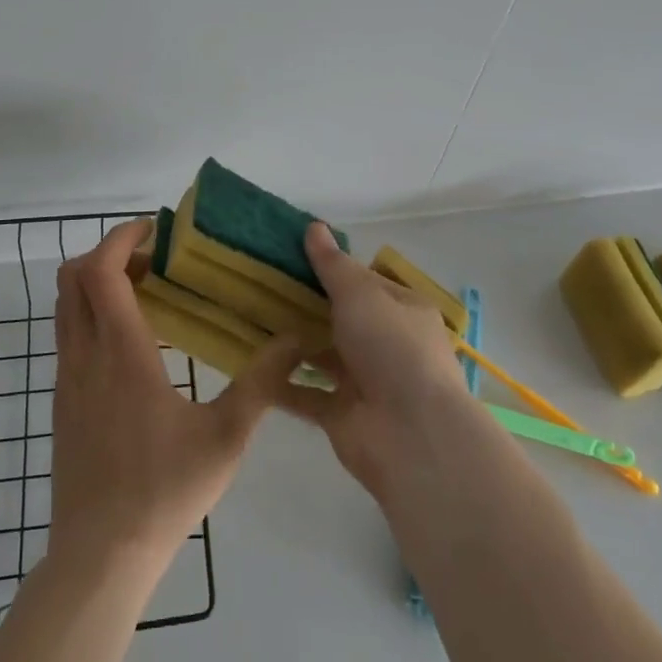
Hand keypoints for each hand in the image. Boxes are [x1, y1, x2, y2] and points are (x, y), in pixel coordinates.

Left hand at [48, 219, 305, 579]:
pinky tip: (132, 343)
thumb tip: (295, 339)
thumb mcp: (226, 437)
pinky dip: (90, 314)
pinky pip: (68, 335)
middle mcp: (84, 355)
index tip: (153, 231)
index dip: (120, 238)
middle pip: (72, 277)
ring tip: (145, 292)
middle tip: (151, 259)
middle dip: (107, 253)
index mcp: (121, 352)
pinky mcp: (61, 402)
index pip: (101, 271)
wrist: (99, 557)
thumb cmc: (163, 490)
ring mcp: (66, 379)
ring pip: (65, 306)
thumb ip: (261, 383)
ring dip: (96, 283)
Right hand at [278, 222, 474, 495]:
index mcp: (402, 311)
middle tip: (262, 285)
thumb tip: (314, 226)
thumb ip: (333, 264)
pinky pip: (306, 394)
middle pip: (342, 319)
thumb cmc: (392, 348)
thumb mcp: (360, 293)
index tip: (292, 257)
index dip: (333, 269)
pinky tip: (251, 364)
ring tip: (251, 320)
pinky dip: (282, 383)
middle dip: (307, 305)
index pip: (365, 282)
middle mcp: (387, 345)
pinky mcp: (342, 416)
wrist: (410, 435)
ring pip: (323, 356)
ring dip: (294, 343)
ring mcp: (365, 382)